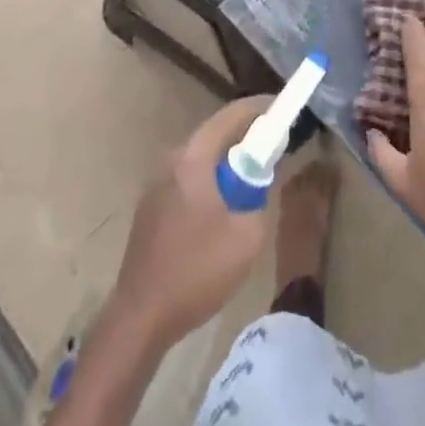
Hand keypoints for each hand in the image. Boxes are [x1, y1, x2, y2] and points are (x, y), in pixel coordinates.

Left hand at [111, 95, 272, 349]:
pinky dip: (212, 182)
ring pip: (202, 159)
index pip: (231, 116)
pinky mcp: (152, 207)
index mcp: (192, 159)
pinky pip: (189, 180)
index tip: (284, 109)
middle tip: (276, 146)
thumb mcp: (248, 236)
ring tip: (255, 180)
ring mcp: (157, 184)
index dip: (260, 108)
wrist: (141, 317)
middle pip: (215, 135)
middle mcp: (171, 161)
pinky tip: (225, 209)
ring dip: (229, 163)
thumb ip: (262, 195)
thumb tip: (266, 174)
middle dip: (247, 137)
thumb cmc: (197, 271)